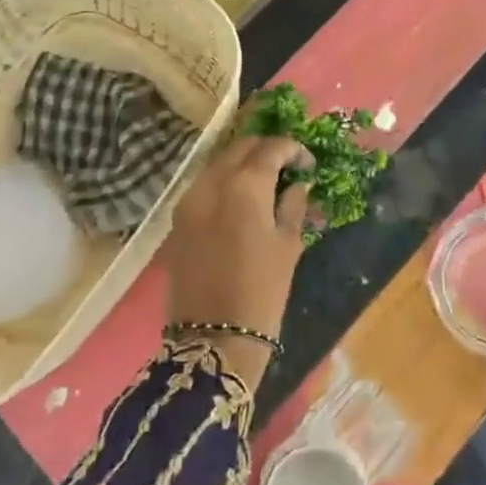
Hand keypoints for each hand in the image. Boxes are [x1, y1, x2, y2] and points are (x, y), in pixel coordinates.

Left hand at [157, 134, 310, 390]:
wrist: (213, 337)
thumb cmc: (262, 290)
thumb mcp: (288, 245)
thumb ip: (293, 205)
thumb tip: (297, 183)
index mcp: (245, 185)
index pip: (271, 148)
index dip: (293, 149)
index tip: (308, 163)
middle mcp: (212, 181)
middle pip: (240, 147)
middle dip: (265, 149)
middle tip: (286, 165)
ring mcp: (189, 198)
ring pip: (218, 162)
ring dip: (242, 163)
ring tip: (264, 181)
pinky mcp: (177, 217)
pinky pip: (204, 184)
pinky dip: (224, 181)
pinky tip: (239, 199)